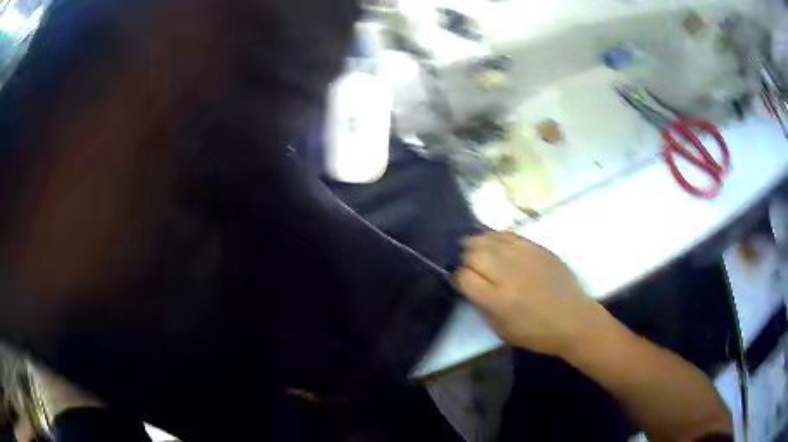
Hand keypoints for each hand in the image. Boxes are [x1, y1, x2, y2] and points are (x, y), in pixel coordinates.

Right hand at [455, 232, 606, 356]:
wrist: (573, 319)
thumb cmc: (537, 333)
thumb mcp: (501, 330)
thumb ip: (482, 306)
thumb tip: (468, 285)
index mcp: (498, 300)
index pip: (464, 277)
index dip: (457, 277)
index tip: (460, 280)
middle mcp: (508, 274)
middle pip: (474, 254)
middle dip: (465, 258)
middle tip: (466, 263)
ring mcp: (524, 257)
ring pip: (489, 239)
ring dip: (477, 243)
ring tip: (473, 247)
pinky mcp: (537, 248)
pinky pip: (509, 234)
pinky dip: (496, 236)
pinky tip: (493, 241)